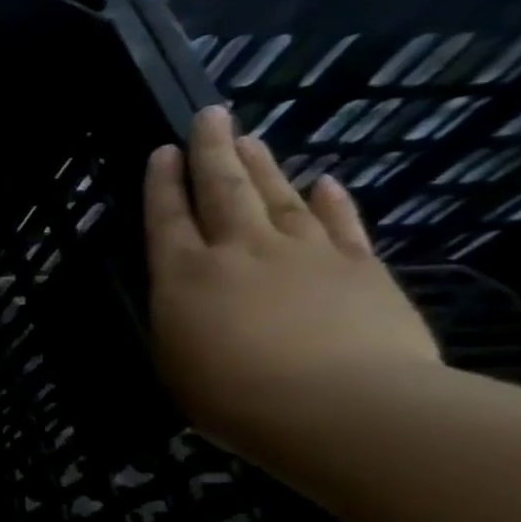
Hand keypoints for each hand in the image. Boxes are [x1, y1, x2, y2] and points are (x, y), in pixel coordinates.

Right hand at [144, 104, 439, 462]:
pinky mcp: (359, 268)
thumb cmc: (230, 394)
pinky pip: (341, 224)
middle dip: (212, 151)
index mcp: (183, 275)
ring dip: (263, 165)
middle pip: (223, 190)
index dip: (162, 183)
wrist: (338, 405)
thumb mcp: (173, 360)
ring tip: (250, 138)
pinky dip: (331, 201)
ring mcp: (303, 254)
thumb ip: (178, 319)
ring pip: (277, 197)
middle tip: (209, 116)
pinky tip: (324, 182)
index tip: (161, 150)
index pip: (166, 218)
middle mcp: (239, 251)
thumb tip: (187, 297)